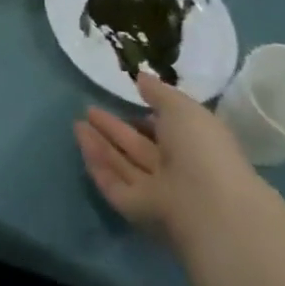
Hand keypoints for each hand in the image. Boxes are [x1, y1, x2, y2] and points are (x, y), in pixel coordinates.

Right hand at [74, 72, 266, 250]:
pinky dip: (97, 165)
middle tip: (89, 109)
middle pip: (138, 148)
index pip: (165, 131)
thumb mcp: (183, 109)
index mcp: (193, 147)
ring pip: (122, 165)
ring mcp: (155, 192)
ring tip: (77, 123)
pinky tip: (81, 144)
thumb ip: (159, 92)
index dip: (144, 117)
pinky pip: (112, 183)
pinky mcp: (135, 208)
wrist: (207, 205)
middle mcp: (174, 170)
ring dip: (100, 145)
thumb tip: (141, 77)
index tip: (124, 100)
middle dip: (114, 129)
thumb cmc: (202, 149)